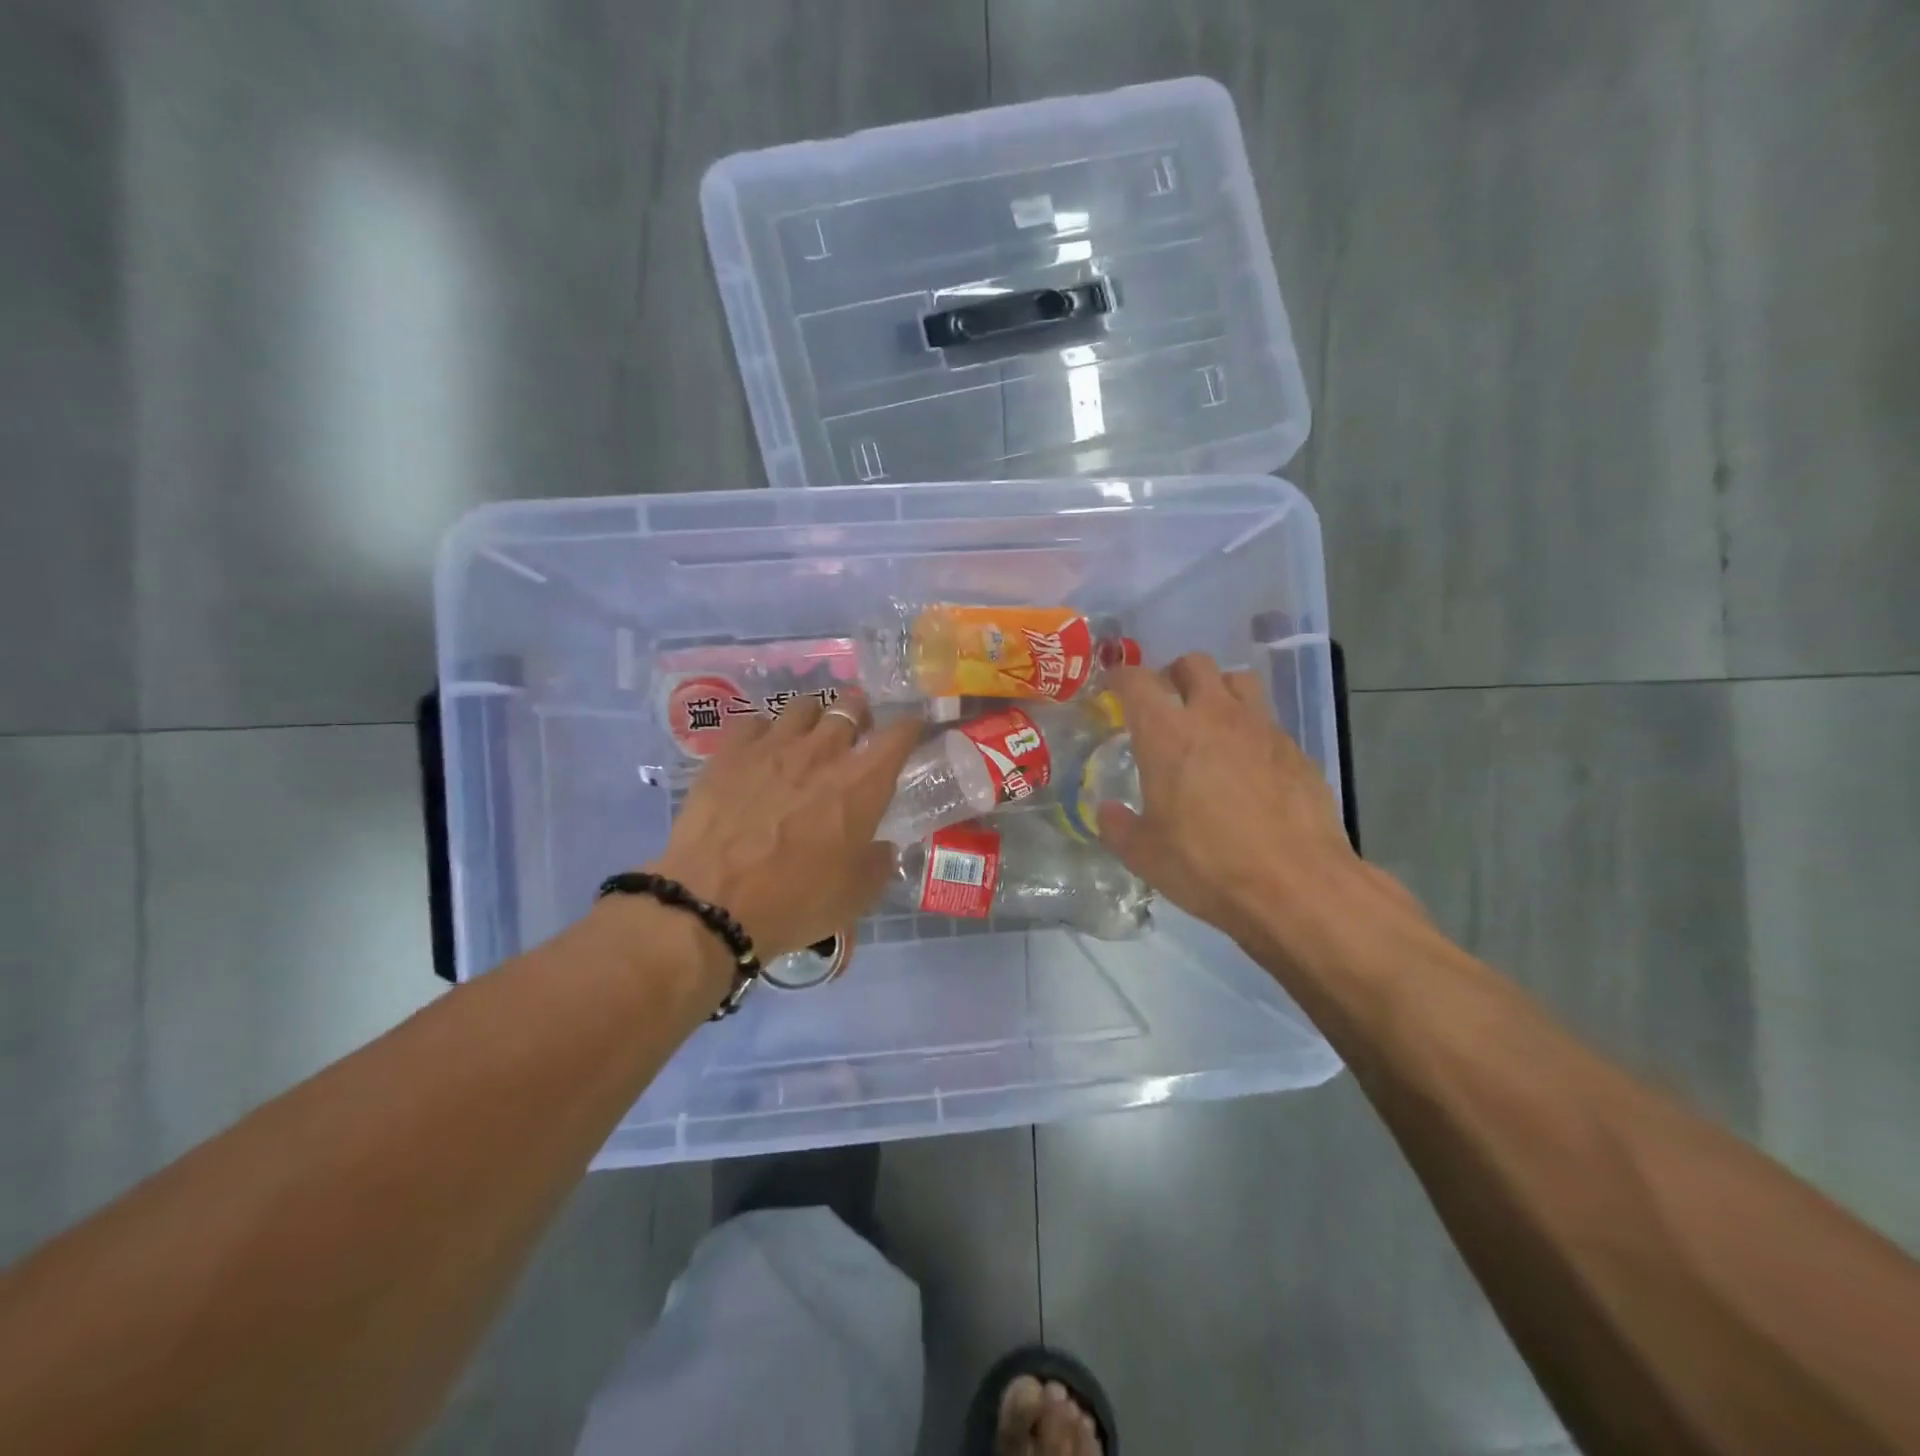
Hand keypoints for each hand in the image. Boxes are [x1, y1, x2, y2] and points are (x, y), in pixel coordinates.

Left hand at [652, 690, 921, 960]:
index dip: (911, 727)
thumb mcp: (855, 896)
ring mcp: (773, 746)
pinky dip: (765, 731)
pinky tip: (761, 749)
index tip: (912, 730)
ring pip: (803, 705)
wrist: (712, 902)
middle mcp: (823, 752)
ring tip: (809, 735)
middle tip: (856, 732)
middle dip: (860, 713)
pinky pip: (755, 721)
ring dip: (814, 716)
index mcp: (863, 784)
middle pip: (850, 706)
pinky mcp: (730, 752)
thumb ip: (878, 864)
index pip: (899, 734)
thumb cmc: (795, 901)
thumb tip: (883, 848)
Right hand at [1096, 654, 1386, 944]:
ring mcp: (1261, 728)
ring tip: (1210, 720)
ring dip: (1219, 689)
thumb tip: (1107, 811)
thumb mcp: (1144, 855)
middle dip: (1174, 674)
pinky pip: (1267, 721)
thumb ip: (1118, 826)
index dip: (1120, 676)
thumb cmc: (1206, 865)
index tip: (1113, 685)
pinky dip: (1250, 729)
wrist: (1296, 886)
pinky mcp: (1296, 750)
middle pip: (1194, 664)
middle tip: (1165, 702)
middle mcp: (1214, 716)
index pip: (1136, 681)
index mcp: (1166, 733)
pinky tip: (1248, 764)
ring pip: (1239, 680)